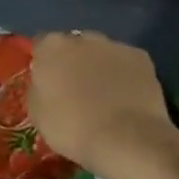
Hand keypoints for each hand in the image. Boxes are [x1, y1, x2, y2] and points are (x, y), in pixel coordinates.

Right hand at [29, 32, 178, 178]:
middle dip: (74, 61)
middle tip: (76, 89)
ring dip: (100, 66)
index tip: (48, 82)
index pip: (41, 45)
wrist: (126, 140)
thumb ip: (38, 87)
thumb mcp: (37, 112)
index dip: (44, 63)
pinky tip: (128, 98)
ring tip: (106, 96)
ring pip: (102, 52)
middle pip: (73, 45)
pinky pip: (127, 64)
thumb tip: (45, 82)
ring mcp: (113, 45)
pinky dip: (126, 75)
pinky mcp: (141, 58)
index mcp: (51, 47)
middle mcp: (81, 38)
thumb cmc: (72, 127)